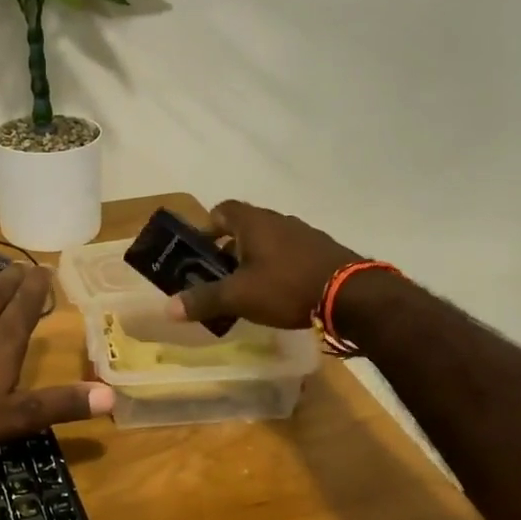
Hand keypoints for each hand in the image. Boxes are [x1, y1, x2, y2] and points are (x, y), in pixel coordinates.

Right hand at [168, 201, 362, 330]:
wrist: (353, 296)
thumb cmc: (287, 287)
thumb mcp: (239, 297)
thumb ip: (203, 300)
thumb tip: (167, 309)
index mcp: (254, 222)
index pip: (222, 210)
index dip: (207, 227)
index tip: (200, 252)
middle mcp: (278, 221)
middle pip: (245, 228)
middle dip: (229, 250)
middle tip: (219, 278)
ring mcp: (304, 235)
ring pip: (269, 242)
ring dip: (255, 261)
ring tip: (249, 290)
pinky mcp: (324, 252)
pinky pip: (291, 255)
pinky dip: (279, 269)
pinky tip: (280, 295)